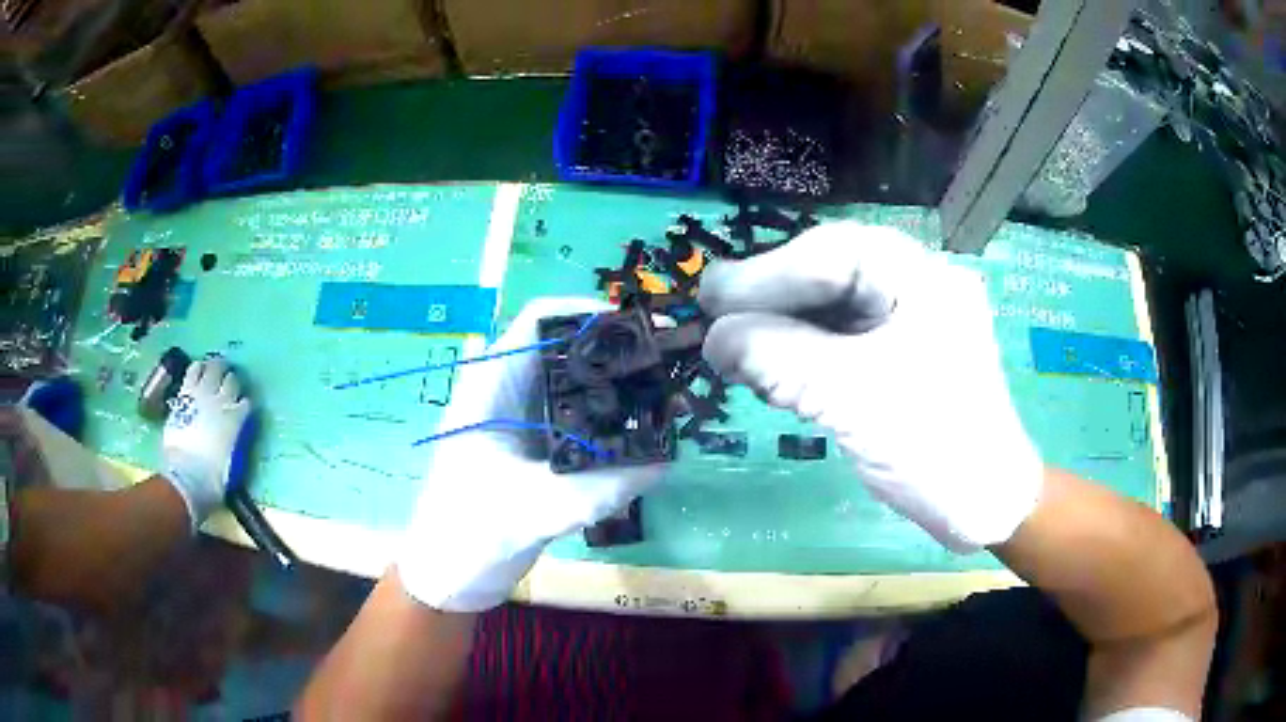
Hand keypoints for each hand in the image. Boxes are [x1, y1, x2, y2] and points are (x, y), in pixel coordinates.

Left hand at [162, 358, 252, 528]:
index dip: (244, 404)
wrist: (187, 477)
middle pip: (231, 380)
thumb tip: (233, 438)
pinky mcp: (186, 393)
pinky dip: (197, 368)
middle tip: (228, 383)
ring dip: (215, 370)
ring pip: (214, 369)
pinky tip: (197, 369)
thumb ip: (234, 444)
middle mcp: (223, 402)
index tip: (241, 407)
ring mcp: (203, 395)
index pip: (246, 402)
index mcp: (236, 420)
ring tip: (213, 372)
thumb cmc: (213, 479)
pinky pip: (193, 370)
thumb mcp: (232, 465)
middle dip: (231, 381)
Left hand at [397, 298, 662, 611]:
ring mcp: (516, 422)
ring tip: (659, 396)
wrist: (447, 577)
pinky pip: (573, 419)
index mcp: (490, 388)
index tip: (638, 328)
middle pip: (562, 350)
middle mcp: (504, 394)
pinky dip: (603, 422)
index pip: (538, 322)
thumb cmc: (470, 535)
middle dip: (611, 352)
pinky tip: (636, 437)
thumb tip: (664, 461)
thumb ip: (600, 488)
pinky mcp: (530, 449)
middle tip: (663, 365)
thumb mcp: (535, 511)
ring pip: (570, 385)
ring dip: (610, 389)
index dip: (587, 313)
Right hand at [698, 222, 1042, 552]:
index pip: (832, 254)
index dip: (767, 273)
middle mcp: (916, 287)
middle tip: (715, 317)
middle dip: (772, 300)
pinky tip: (772, 373)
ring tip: (736, 352)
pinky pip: (841, 341)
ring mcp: (909, 322)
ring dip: (782, 329)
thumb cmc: (933, 446)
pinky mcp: (899, 358)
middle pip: (830, 275)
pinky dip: (802, 356)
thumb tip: (713, 337)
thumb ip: (777, 357)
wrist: (983, 507)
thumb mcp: (851, 397)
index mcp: (922, 278)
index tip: (710, 297)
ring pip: (831, 309)